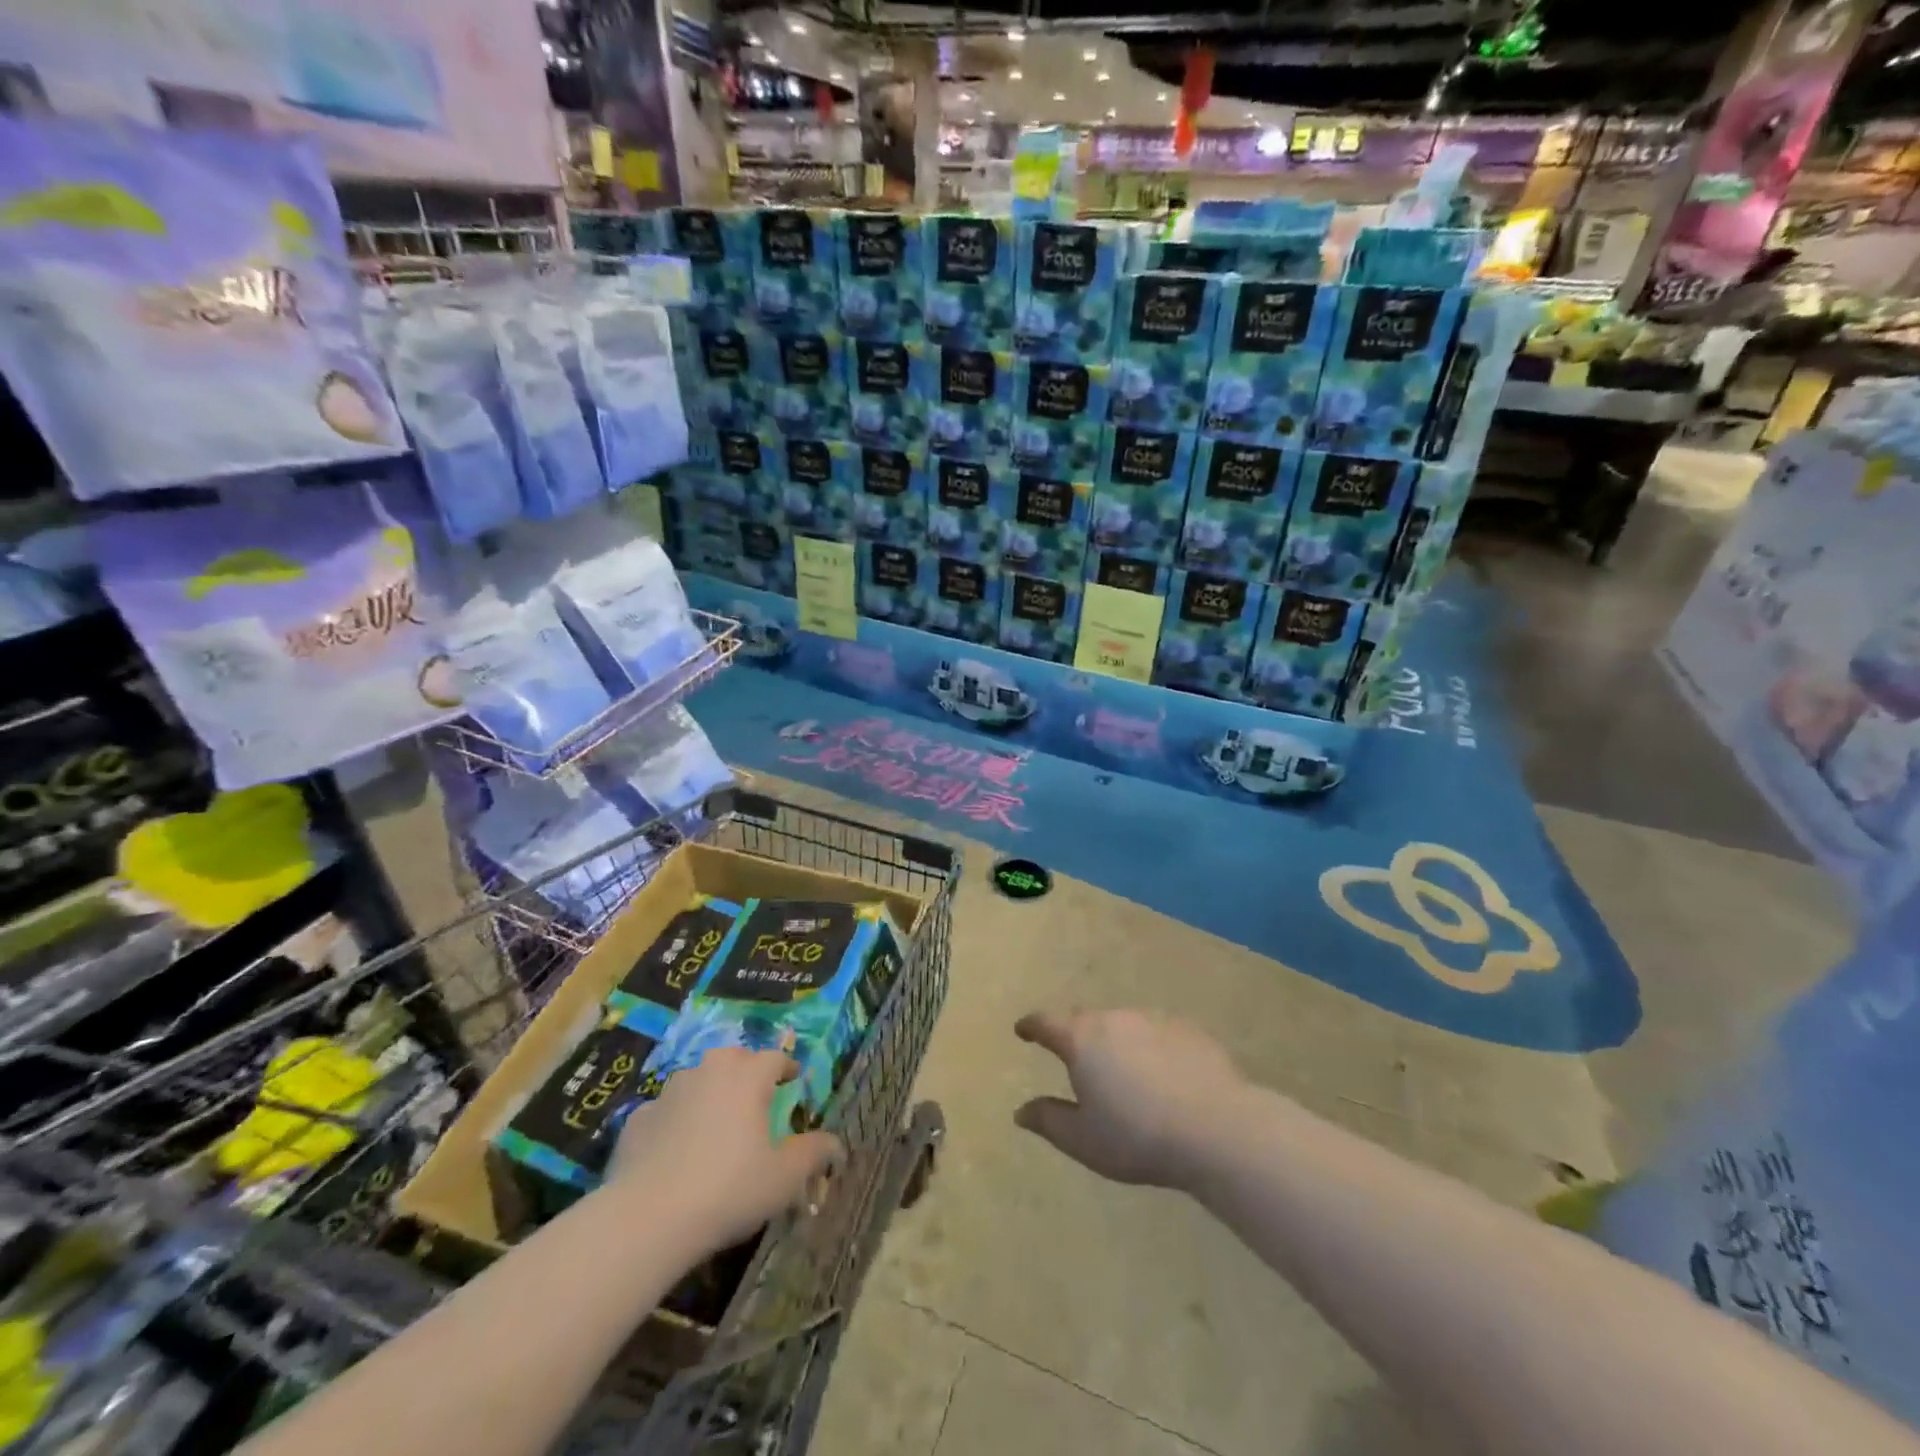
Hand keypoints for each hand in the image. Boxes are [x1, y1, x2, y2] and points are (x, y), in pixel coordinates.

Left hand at [606, 1048, 841, 1254]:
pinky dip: (675, 1121)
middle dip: (747, 1071)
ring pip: (696, 1079)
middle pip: (733, 1058)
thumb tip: (837, 1144)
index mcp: (747, 1077)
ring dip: (709, 1091)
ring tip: (716, 1120)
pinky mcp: (637, 1119)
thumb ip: (814, 1154)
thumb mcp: (784, 1178)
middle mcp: (708, 1072)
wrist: (647, 1219)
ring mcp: (668, 1093)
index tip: (794, 1079)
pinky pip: (665, 1110)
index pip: (774, 1058)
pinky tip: (675, 1149)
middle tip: (756, 1096)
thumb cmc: (729, 1190)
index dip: (787, 1067)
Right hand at [1014, 1009, 1249, 1190]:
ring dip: (1115, 1041)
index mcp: (1082, 1040)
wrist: (1217, 1128)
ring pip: (1123, 1024)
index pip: (1046, 1023)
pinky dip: (1150, 1048)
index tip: (1023, 1030)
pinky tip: (1163, 1076)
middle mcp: (1114, 1018)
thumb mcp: (1083, 1140)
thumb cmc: (1137, 1136)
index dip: (1032, 1026)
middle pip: (1085, 1019)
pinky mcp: (1188, 1029)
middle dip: (1074, 1033)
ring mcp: (1153, 1019)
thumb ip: (1048, 1121)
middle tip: (1073, 1055)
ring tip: (1122, 1070)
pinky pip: (1157, 1034)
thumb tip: (1021, 1111)